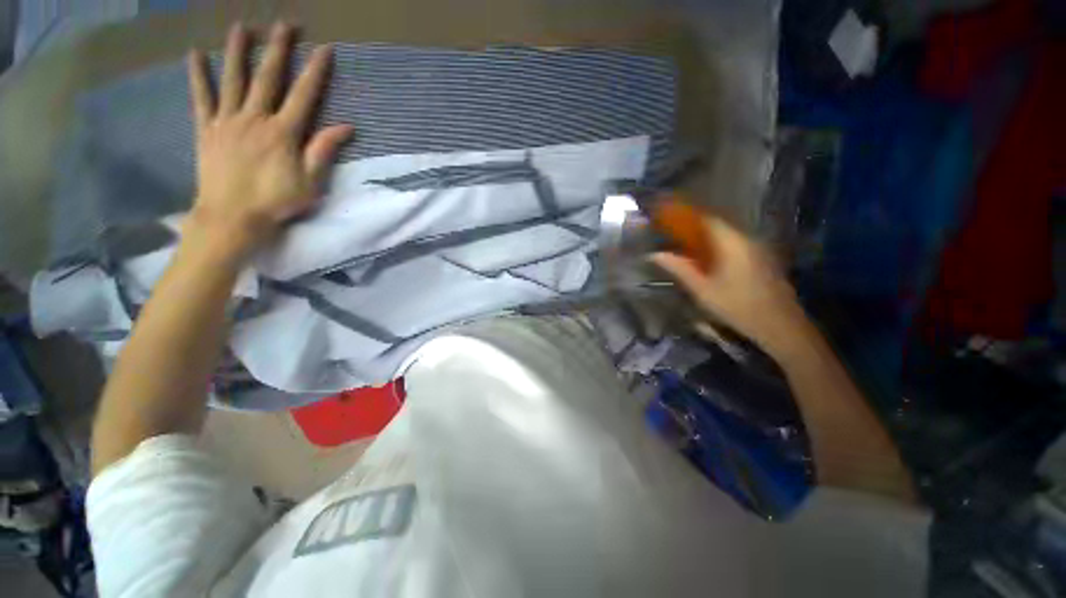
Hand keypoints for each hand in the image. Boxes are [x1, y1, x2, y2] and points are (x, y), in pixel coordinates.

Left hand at [185, 22, 353, 259]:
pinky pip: (202, 98)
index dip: (315, 71)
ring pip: (233, 79)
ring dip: (238, 51)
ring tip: (241, 26)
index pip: (304, 95)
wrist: (232, 216)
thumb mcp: (311, 181)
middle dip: (277, 49)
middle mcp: (255, 118)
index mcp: (283, 132)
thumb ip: (324, 150)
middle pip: (268, 77)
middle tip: (284, 24)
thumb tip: (346, 127)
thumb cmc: (276, 202)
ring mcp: (227, 121)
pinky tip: (195, 55)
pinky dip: (199, 76)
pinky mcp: (207, 129)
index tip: (324, 49)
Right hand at [652, 212, 806, 354]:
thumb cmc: (736, 306)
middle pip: (717, 226)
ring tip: (686, 249)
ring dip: (706, 239)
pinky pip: (735, 246)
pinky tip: (708, 262)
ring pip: (726, 236)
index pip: (707, 219)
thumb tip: (655, 255)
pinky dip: (718, 248)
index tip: (669, 219)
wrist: (779, 325)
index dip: (686, 217)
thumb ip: (679, 269)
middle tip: (674, 237)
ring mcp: (757, 249)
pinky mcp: (762, 259)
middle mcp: (747, 240)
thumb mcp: (702, 290)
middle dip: (693, 229)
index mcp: (731, 243)